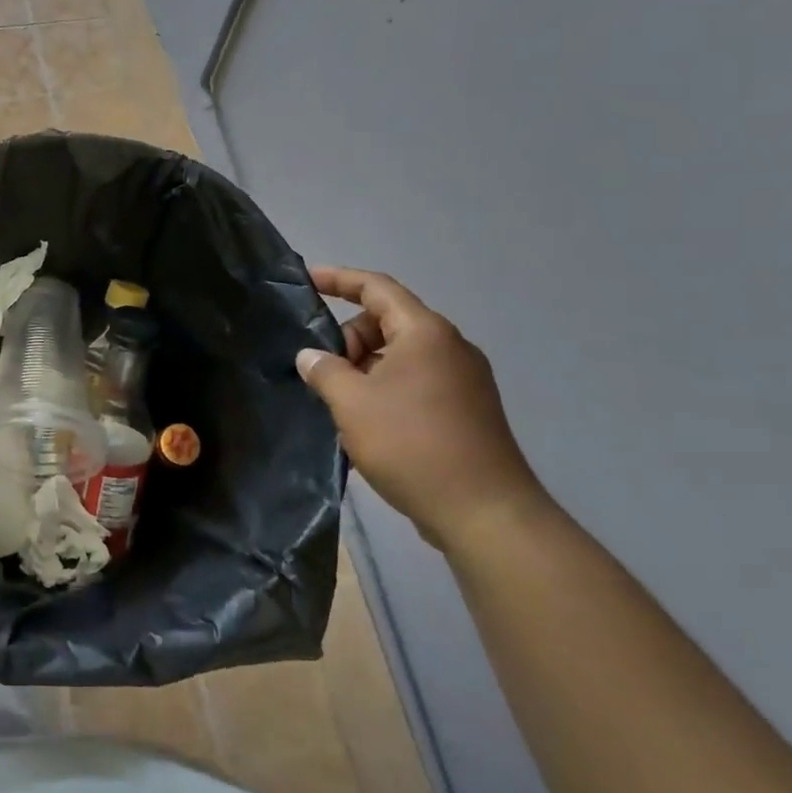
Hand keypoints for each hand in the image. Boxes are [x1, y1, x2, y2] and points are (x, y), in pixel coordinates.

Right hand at [296, 267, 546, 553]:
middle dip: (348, 339)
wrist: (485, 513)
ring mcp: (463, 380)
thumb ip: (324, 370)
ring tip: (339, 405)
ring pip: (399, 356)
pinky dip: (385, 391)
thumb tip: (310, 356)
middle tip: (322, 373)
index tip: (307, 279)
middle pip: (386, 323)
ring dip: (364, 370)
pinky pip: (415, 383)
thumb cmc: (412, 444)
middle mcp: (449, 348)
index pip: (376, 287)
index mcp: (425, 333)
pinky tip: (365, 425)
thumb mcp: (351, 403)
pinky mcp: (466, 410)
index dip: (338, 279)